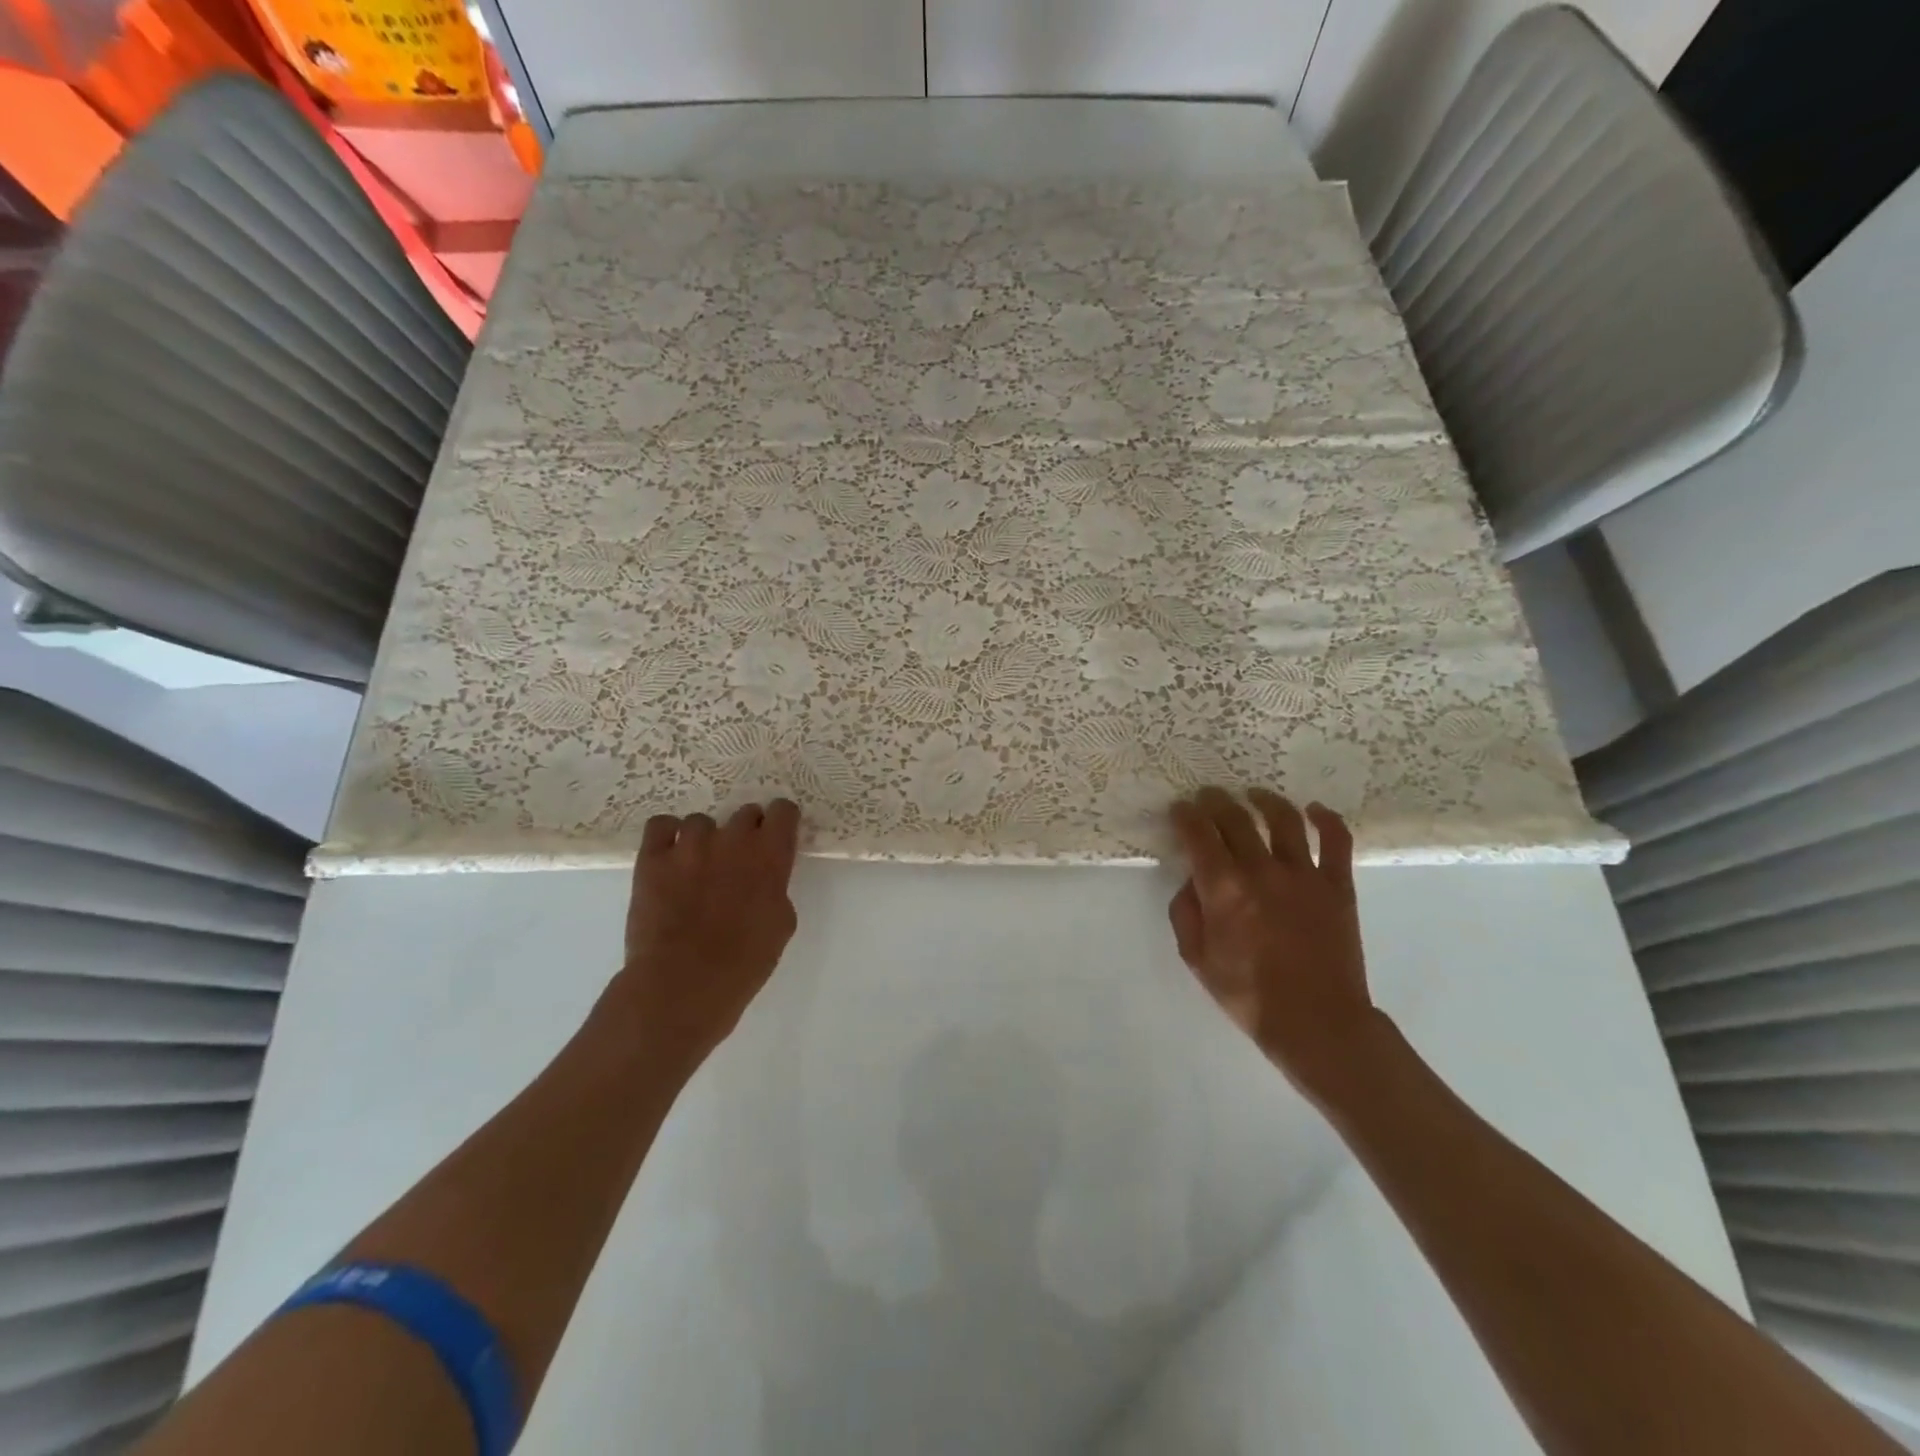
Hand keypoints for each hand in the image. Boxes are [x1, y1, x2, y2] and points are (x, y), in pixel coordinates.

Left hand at [616, 800, 801, 1067]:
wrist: (682, 985)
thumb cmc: (743, 964)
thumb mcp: (780, 925)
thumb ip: (776, 888)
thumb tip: (764, 880)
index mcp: (770, 855)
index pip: (783, 810)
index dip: (781, 823)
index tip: (777, 838)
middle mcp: (733, 839)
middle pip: (745, 813)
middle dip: (747, 832)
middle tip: (739, 862)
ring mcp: (689, 845)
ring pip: (702, 821)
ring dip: (706, 839)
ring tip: (699, 866)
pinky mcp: (652, 858)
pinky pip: (660, 825)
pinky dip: (667, 835)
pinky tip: (670, 855)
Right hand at [1168, 787, 1378, 1098]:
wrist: (1317, 1023)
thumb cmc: (1248, 994)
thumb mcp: (1196, 958)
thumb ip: (1185, 912)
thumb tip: (1191, 880)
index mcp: (1223, 889)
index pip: (1198, 834)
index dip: (1185, 815)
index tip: (1180, 809)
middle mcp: (1261, 871)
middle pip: (1235, 818)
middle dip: (1216, 802)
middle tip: (1208, 796)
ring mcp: (1304, 875)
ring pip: (1283, 819)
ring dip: (1264, 800)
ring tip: (1254, 794)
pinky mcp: (1338, 885)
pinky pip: (1337, 841)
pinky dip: (1326, 819)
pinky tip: (1313, 810)